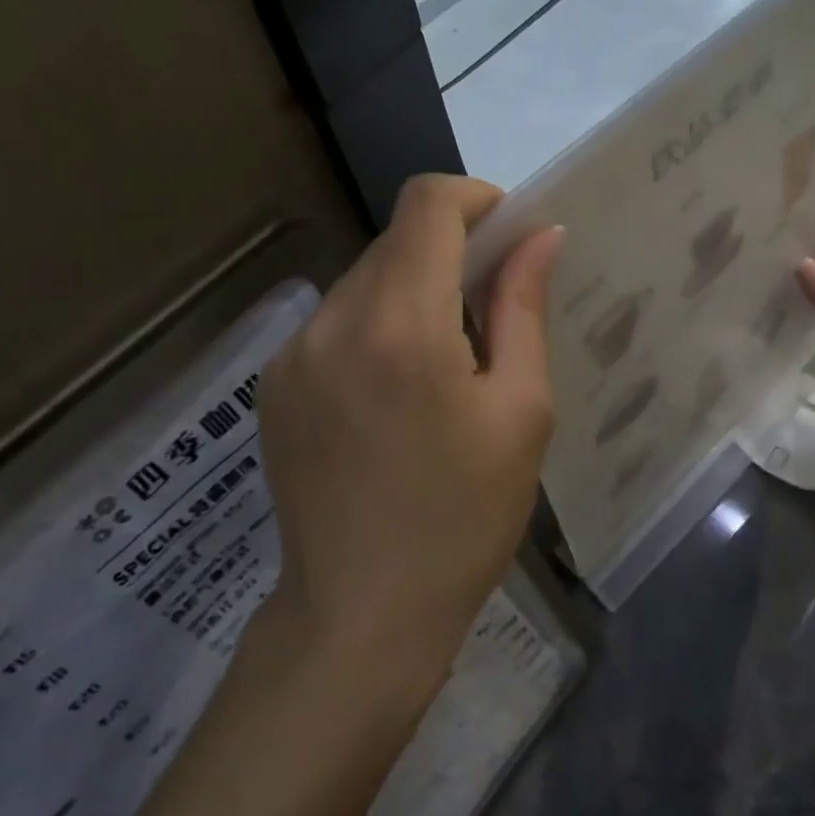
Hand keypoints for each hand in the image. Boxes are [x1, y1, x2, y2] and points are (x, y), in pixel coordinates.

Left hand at [258, 175, 562, 694]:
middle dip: (449, 252)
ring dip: (412, 291)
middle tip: (491, 309)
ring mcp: (293, 353)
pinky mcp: (273, 384)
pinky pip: (336, 322)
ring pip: (364, 280)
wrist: (360, 617)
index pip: (427, 204)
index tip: (508, 233)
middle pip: (396, 241)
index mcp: (401, 323)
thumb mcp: (520, 411)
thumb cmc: (463, 517)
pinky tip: (395, 393)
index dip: (474, 198)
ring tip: (445, 362)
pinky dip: (375, 326)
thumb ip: (523, 308)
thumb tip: (540, 236)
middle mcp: (334, 320)